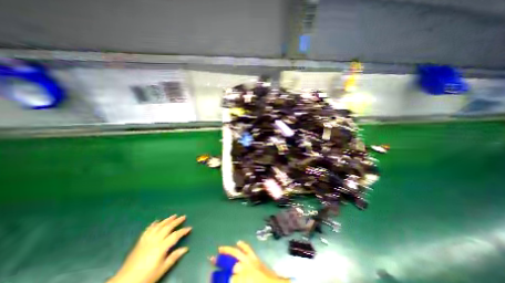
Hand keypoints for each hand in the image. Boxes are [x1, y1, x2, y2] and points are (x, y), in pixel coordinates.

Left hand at [108, 214, 191, 282]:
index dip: (183, 231)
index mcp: (161, 247)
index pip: (175, 235)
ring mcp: (147, 240)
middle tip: (183, 216)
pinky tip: (157, 221)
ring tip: (174, 215)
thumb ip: (174, 257)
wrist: (124, 282)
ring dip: (167, 220)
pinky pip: (148, 230)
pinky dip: (153, 224)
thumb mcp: (162, 269)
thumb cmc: (146, 277)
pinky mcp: (140, 242)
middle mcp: (155, 240)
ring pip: (159, 226)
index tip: (190, 228)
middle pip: (168, 227)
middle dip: (176, 221)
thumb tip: (186, 248)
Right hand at [214, 241, 289, 282]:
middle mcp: (244, 268)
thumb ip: (234, 280)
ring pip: (237, 253)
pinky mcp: (255, 258)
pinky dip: (243, 245)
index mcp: (241, 278)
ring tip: (220, 248)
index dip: (218, 277)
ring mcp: (250, 261)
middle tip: (211, 259)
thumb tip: (229, 278)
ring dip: (228, 250)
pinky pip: (248, 249)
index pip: (226, 277)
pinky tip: (239, 242)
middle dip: (220, 261)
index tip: (211, 277)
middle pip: (229, 263)